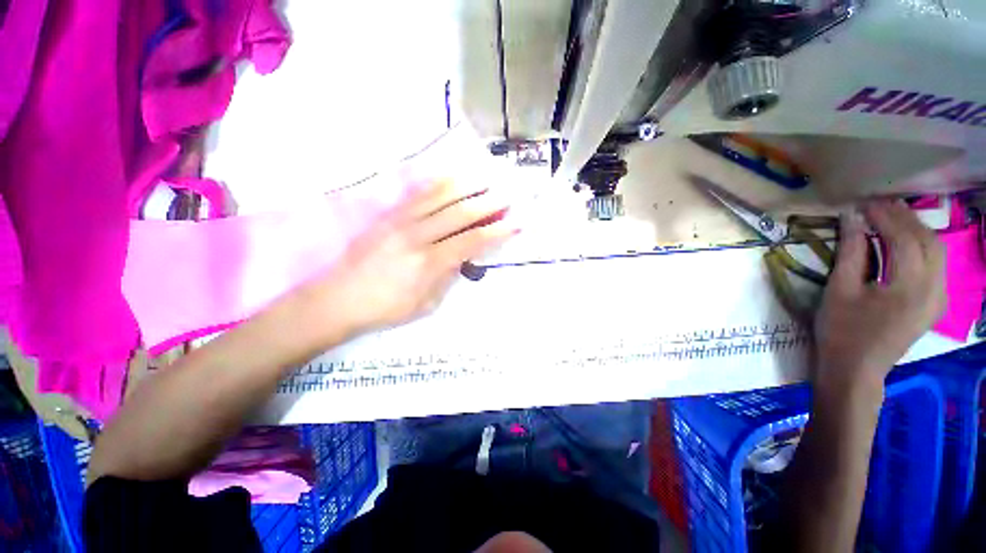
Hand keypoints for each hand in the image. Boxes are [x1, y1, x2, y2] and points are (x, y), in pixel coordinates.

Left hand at [299, 179, 518, 342]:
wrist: (337, 299)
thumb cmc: (385, 308)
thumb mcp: (425, 304)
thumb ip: (448, 277)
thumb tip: (465, 256)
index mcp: (428, 263)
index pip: (471, 241)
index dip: (497, 231)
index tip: (515, 223)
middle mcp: (417, 236)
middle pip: (460, 213)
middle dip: (488, 202)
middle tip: (508, 194)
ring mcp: (400, 221)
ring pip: (439, 196)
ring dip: (466, 185)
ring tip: (486, 177)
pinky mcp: (387, 215)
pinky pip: (417, 194)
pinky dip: (438, 184)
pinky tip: (452, 177)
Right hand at [813, 200, 945, 391]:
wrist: (855, 370)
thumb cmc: (841, 331)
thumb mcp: (839, 290)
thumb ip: (851, 252)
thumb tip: (852, 218)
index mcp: (909, 287)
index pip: (904, 238)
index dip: (884, 216)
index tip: (862, 203)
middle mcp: (934, 289)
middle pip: (927, 240)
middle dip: (904, 218)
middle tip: (877, 206)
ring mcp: (938, 298)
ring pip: (936, 251)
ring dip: (915, 230)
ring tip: (890, 218)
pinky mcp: (935, 304)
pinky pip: (936, 266)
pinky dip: (921, 247)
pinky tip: (905, 243)